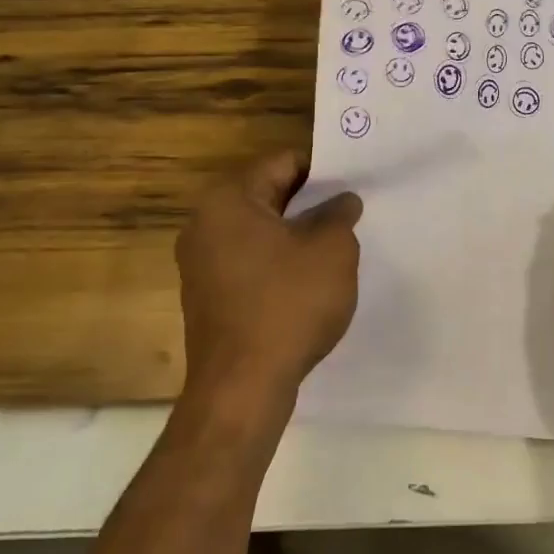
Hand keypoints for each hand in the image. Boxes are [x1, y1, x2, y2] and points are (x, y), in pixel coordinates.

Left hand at [175, 151, 362, 407]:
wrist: (241, 390)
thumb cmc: (287, 305)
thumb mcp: (332, 250)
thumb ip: (339, 215)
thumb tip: (342, 201)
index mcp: (228, 199)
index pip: (282, 163)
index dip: (322, 170)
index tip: (353, 183)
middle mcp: (204, 223)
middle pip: (267, 195)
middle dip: (310, 203)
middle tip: (351, 212)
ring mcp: (201, 263)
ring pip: (260, 231)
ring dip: (296, 234)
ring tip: (336, 245)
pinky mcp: (207, 297)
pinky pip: (249, 263)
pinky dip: (278, 263)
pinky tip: (309, 281)